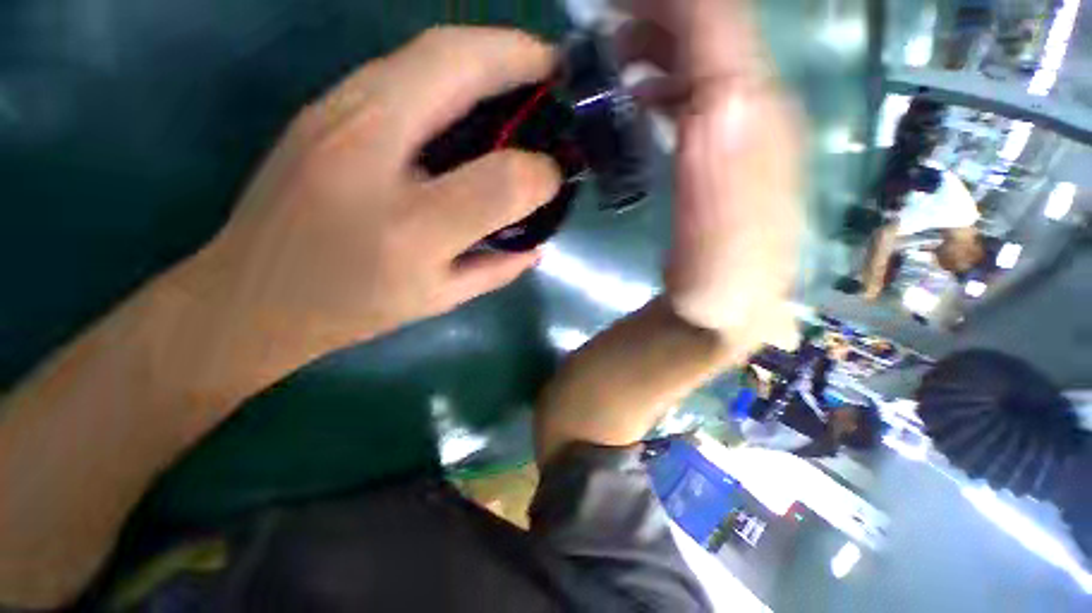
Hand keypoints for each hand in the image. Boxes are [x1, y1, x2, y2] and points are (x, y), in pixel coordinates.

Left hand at [181, 27, 561, 392]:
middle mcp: (368, 155)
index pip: (496, 181)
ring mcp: (334, 114)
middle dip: (518, 55)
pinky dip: (451, 64)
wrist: (253, 297)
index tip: (554, 174)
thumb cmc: (351, 308)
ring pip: (424, 52)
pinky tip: (475, 87)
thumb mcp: (436, 301)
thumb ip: (495, 271)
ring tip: (525, 70)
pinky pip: (401, 65)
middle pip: (452, 65)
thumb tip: (536, 246)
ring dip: (486, 50)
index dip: (537, 173)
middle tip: (555, 71)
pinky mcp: (322, 106)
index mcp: (408, 229)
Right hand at [618, 0, 802, 355]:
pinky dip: (666, 79)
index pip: (722, 31)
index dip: (672, 4)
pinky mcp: (727, 146)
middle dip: (661, 12)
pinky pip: (699, 90)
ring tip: (614, 53)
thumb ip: (719, 175)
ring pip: (707, 57)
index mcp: (755, 126)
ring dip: (659, 42)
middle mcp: (759, 112)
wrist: (732, 305)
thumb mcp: (718, 244)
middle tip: (606, 18)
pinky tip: (641, 95)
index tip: (615, 1)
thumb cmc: (720, 284)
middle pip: (717, 32)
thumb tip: (716, 97)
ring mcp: (744, 127)